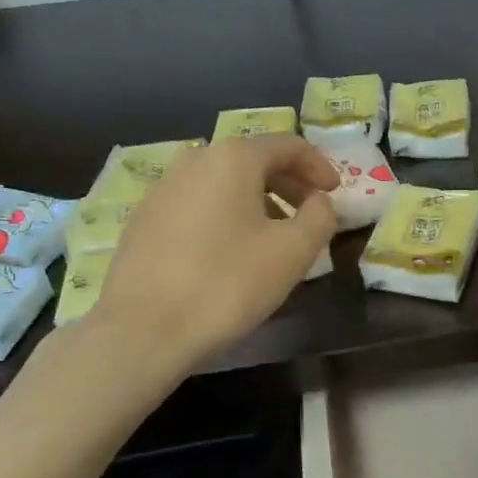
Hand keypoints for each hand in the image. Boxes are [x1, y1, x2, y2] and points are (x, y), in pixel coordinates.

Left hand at [75, 136, 337, 371]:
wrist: (142, 331)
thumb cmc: (227, 284)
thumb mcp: (293, 252)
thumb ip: (320, 217)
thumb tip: (320, 202)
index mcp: (233, 157)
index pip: (289, 146)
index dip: (320, 167)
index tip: (335, 195)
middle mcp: (194, 160)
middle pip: (254, 160)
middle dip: (288, 184)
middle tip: (309, 215)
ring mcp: (162, 188)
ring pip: (223, 183)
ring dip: (256, 201)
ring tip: (271, 239)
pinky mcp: (143, 219)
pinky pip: (197, 204)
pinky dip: (224, 216)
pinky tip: (228, 253)